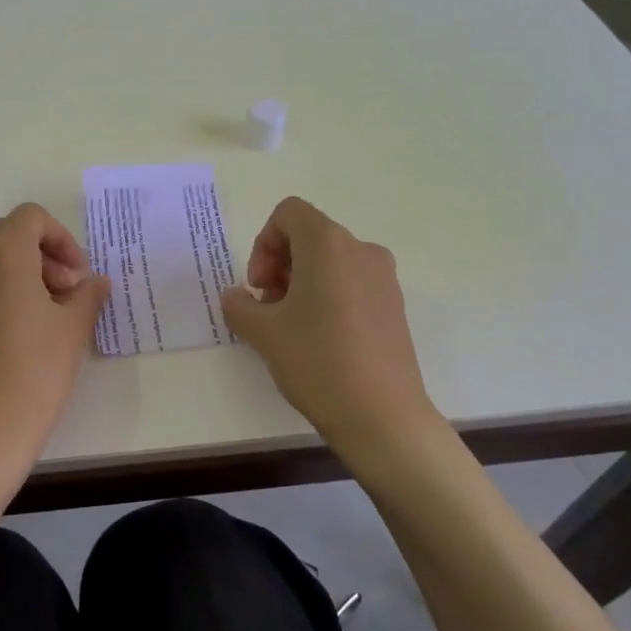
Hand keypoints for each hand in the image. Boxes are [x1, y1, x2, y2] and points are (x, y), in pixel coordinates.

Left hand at [0, 203, 109, 485]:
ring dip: (14, 271)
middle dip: (40, 254)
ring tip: (36, 313)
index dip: (61, 239)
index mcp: (2, 251)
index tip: (77, 276)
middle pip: (6, 234)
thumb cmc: (34, 374)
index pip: (32, 217)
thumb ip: (88, 293)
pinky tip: (2, 331)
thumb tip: (95, 281)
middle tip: (64, 293)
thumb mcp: (73, 329)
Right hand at [220, 197, 439, 460]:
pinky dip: (328, 296)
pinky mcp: (394, 305)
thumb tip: (235, 297)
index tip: (260, 286)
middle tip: (268, 307)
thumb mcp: (263, 333)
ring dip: (302, 281)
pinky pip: (352, 282)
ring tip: (291, 326)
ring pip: (331, 261)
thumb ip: (238, 305)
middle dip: (280, 264)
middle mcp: (361, 250)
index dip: (263, 243)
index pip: (289, 213)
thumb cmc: (317, 362)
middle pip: (309, 235)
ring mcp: (384, 278)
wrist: (383, 417)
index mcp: (328, 243)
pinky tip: (320, 339)